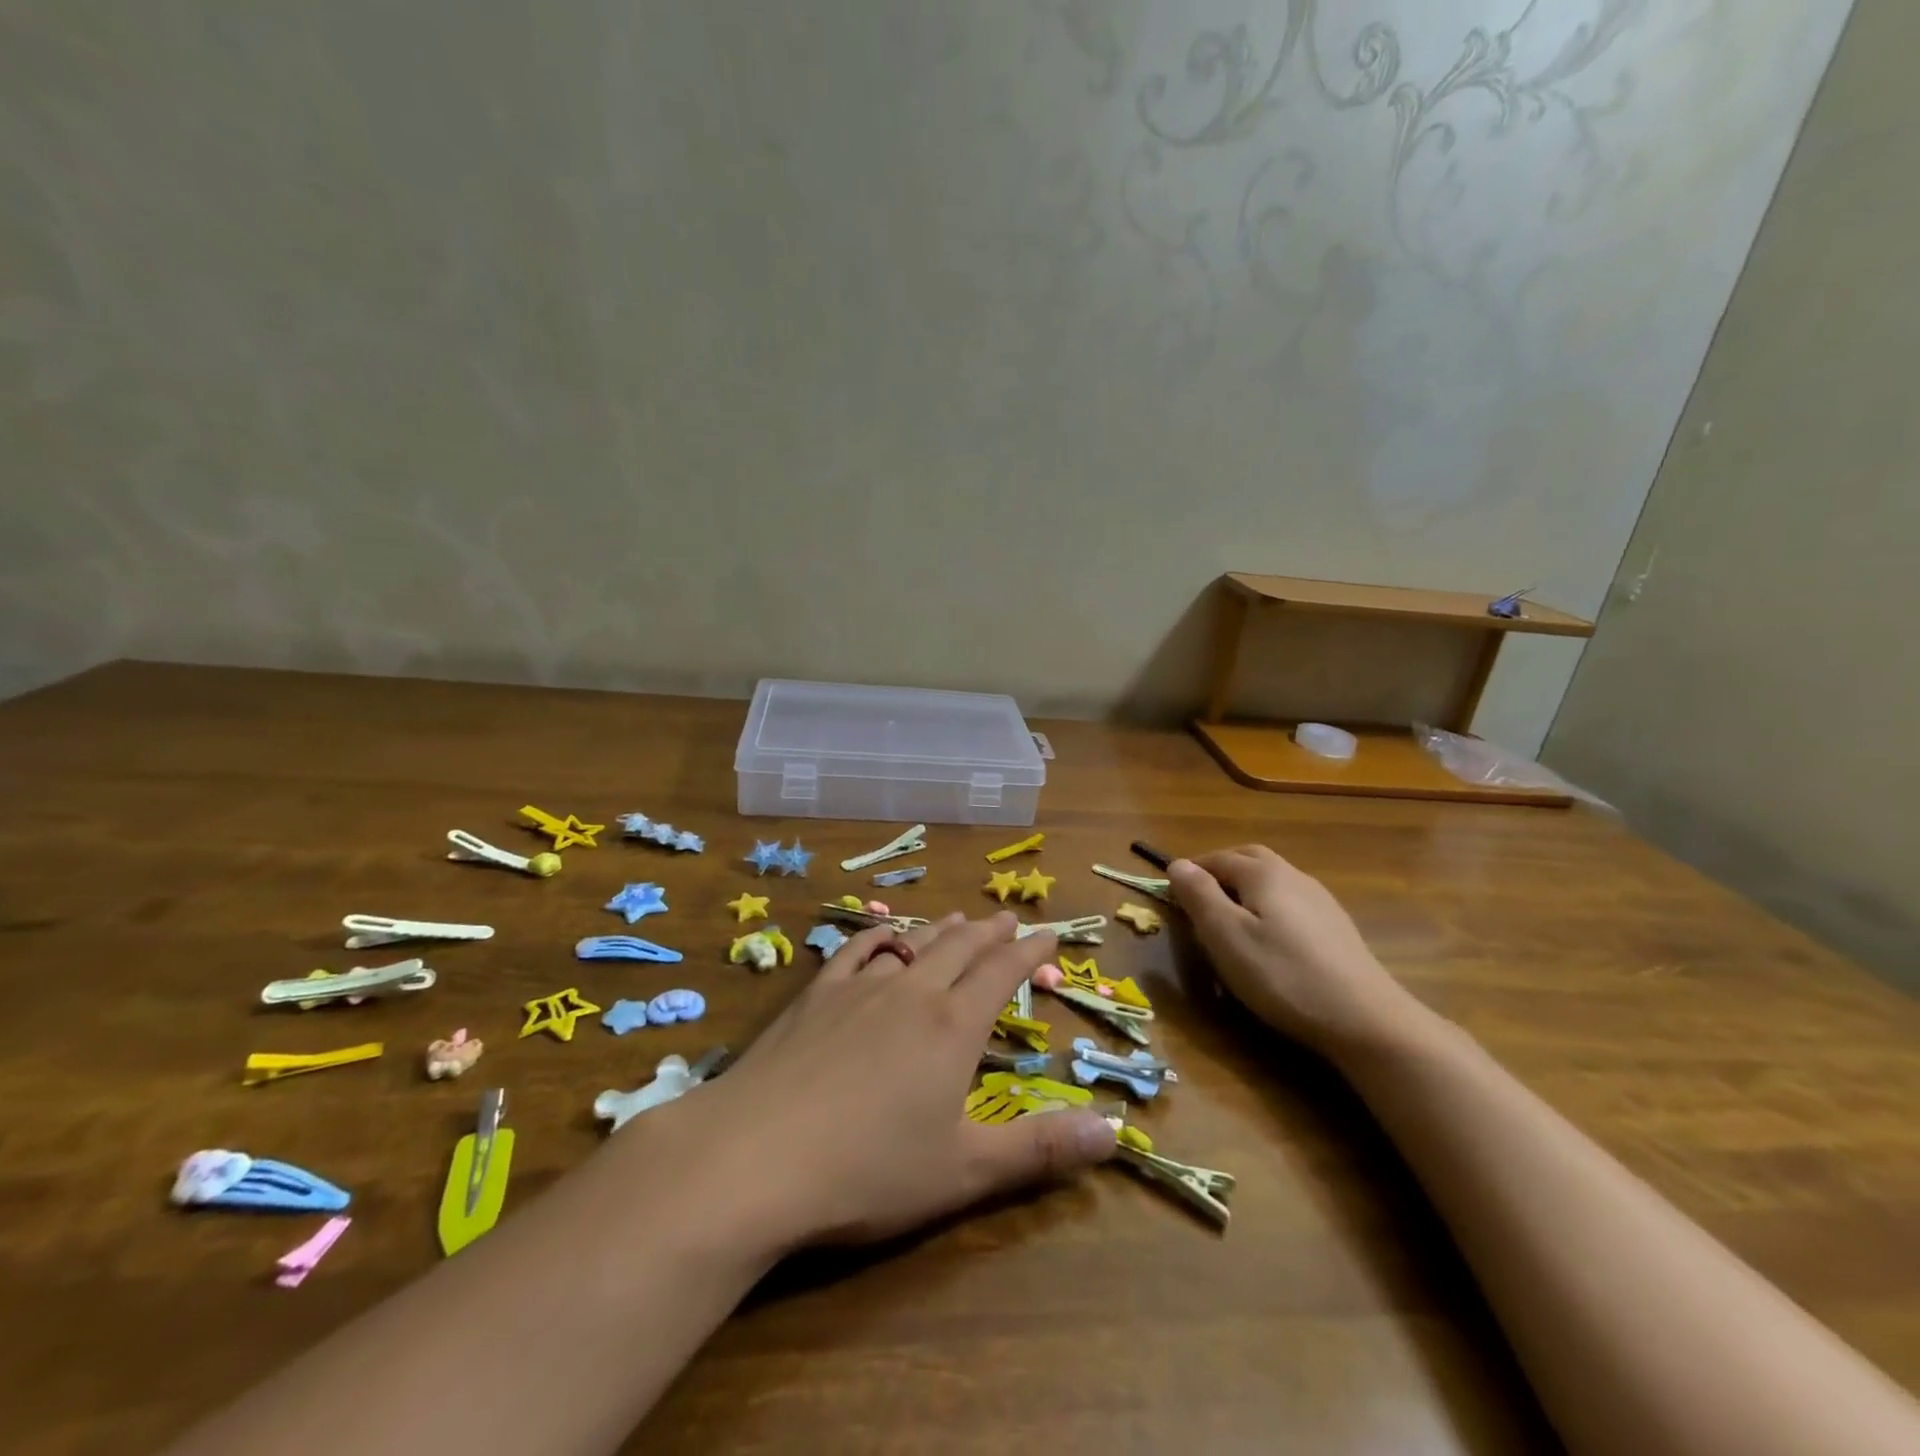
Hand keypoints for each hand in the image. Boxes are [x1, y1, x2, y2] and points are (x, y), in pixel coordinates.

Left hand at [674, 912, 1115, 1249]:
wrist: (755, 1157)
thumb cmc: (868, 1170)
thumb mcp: (964, 1171)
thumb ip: (1040, 1149)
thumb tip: (1113, 1132)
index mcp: (952, 1026)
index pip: (1003, 973)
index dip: (1030, 952)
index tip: (1049, 933)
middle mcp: (911, 992)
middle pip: (961, 948)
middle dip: (991, 933)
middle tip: (1009, 919)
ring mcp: (859, 988)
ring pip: (913, 945)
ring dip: (941, 930)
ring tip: (959, 918)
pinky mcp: (814, 996)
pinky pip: (856, 951)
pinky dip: (878, 937)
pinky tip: (883, 935)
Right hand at [1168, 846, 1423, 1062]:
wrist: (1365, 1018)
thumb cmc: (1282, 974)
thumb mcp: (1225, 936)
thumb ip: (1198, 895)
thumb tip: (1177, 864)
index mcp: (1262, 873)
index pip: (1216, 858)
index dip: (1190, 871)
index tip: (1171, 895)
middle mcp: (1292, 875)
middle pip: (1248, 858)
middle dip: (1219, 871)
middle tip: (1198, 899)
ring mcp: (1320, 900)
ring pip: (1272, 880)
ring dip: (1245, 889)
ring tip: (1230, 921)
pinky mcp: (1336, 927)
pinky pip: (1291, 903)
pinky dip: (1269, 908)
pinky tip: (1270, 940)